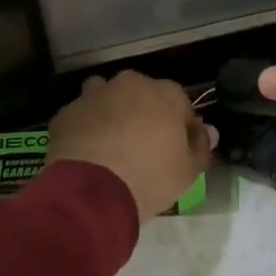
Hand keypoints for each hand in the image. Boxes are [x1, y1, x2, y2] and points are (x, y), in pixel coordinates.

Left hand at [46, 72, 215, 222]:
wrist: (91, 191)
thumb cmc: (150, 177)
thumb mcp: (189, 171)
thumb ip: (201, 146)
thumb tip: (208, 131)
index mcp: (165, 93)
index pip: (180, 102)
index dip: (180, 125)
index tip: (177, 148)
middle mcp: (129, 84)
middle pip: (141, 94)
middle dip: (143, 113)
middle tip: (143, 146)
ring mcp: (94, 95)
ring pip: (106, 97)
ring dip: (111, 113)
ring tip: (111, 144)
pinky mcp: (66, 112)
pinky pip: (81, 116)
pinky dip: (85, 128)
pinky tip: (86, 152)